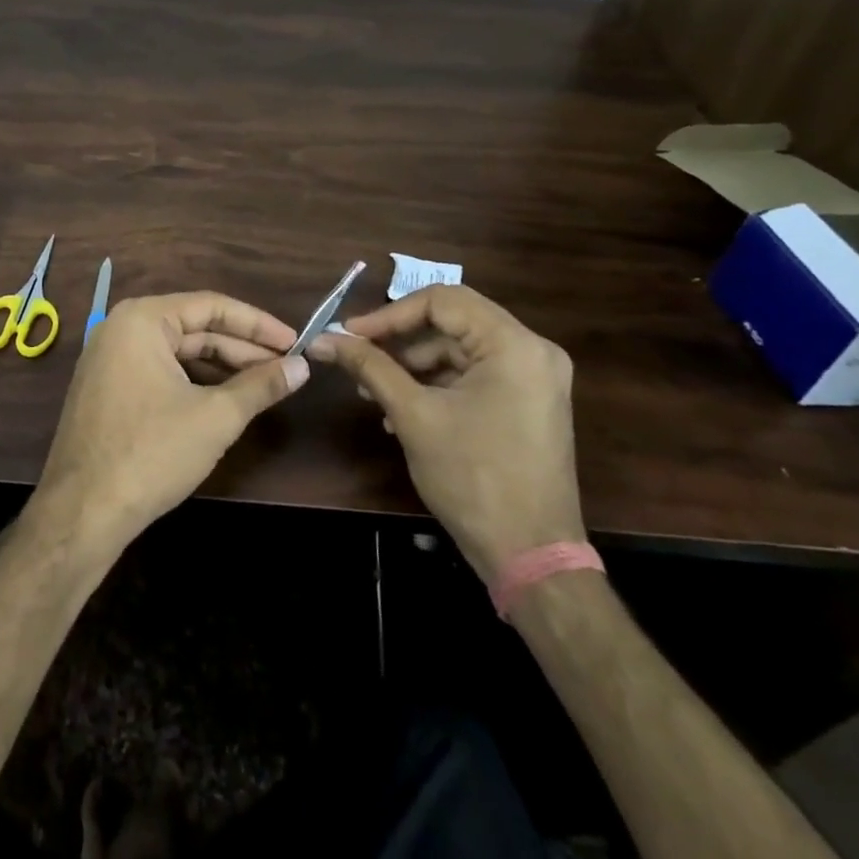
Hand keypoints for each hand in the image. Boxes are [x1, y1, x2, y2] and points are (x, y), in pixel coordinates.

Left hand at [34, 293, 303, 555]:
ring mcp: (109, 358)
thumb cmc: (151, 453)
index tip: (296, 342)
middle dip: (242, 349)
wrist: (83, 511)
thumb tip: (303, 367)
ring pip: (178, 353)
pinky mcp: (108, 388)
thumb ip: (261, 386)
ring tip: (264, 385)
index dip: (258, 325)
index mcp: (142, 319)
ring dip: (221, 367)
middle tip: (287, 368)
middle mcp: (121, 327)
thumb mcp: (215, 417)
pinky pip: (160, 371)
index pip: (212, 306)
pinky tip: (225, 400)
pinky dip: (194, 382)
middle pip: (194, 328)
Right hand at [308, 285, 583, 584]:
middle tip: (356, 359)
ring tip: (372, 392)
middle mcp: (532, 351)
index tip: (349, 334)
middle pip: (451, 323)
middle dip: (399, 342)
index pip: (442, 301)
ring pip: (459, 350)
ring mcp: (535, 378)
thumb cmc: (472, 478)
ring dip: (412, 366)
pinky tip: (399, 410)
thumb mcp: (413, 415)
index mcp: (514, 345)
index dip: (389, 314)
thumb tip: (324, 339)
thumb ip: (369, 367)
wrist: (532, 557)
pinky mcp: (528, 402)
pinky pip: (473, 375)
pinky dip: (435, 384)